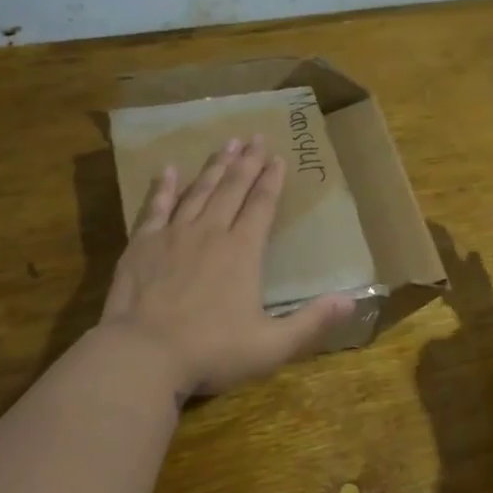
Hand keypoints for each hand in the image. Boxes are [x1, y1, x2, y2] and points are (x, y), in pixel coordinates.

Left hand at [99, 137, 355, 396]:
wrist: (143, 354)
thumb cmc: (211, 351)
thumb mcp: (272, 346)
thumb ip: (311, 322)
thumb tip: (351, 302)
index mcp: (243, 252)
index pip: (261, 206)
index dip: (271, 181)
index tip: (277, 158)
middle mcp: (210, 233)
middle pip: (232, 189)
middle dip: (246, 162)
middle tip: (254, 138)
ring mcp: (173, 235)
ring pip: (198, 191)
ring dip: (214, 167)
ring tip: (226, 145)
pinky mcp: (141, 244)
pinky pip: (155, 207)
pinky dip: (164, 187)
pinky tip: (168, 170)